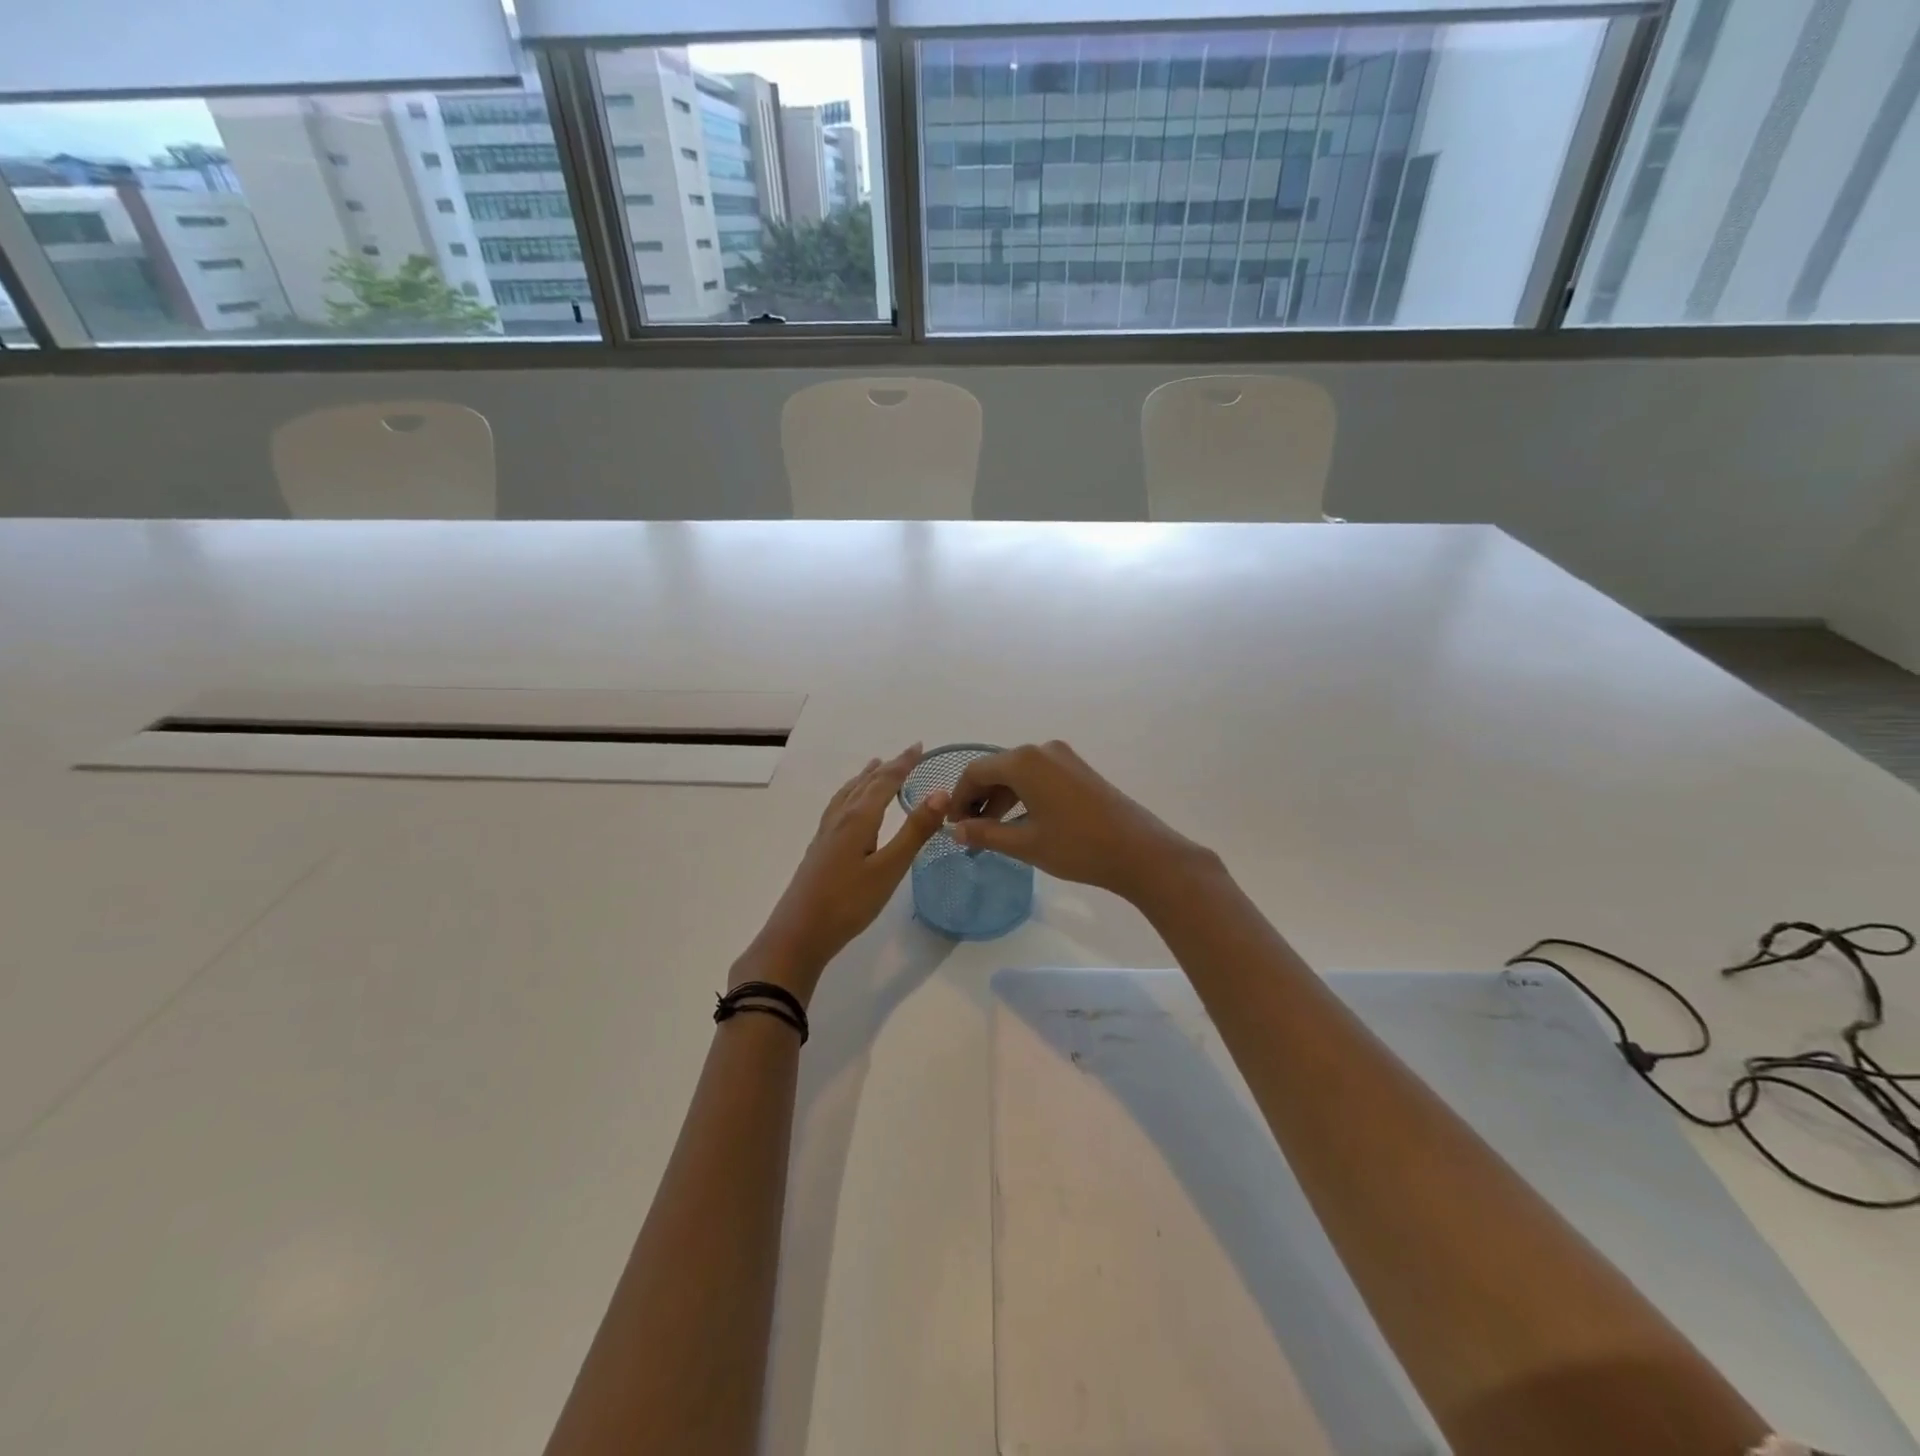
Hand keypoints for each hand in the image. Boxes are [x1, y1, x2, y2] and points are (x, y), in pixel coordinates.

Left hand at [737, 745, 950, 1004]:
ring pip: (847, 795)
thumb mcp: (889, 869)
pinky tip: (848, 809)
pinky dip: (850, 795)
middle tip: (906, 754)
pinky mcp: (819, 850)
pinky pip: (838, 808)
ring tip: (873, 767)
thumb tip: (941, 793)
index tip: (920, 746)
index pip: (884, 782)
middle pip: (865, 784)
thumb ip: (914, 831)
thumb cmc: (848, 903)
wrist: (798, 935)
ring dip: (864, 779)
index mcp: (858, 819)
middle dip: (887, 768)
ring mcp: (826, 834)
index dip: (903, 764)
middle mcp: (840, 819)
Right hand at [946, 740, 1209, 904]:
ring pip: (1018, 773)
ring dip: (1000, 798)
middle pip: (996, 769)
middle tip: (968, 831)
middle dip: (979, 798)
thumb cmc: (1077, 847)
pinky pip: (1038, 776)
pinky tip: (1020, 821)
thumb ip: (985, 833)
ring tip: (991, 830)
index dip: (959, 797)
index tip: (951, 824)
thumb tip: (955, 830)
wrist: (1139, 852)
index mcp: (1023, 761)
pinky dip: (1022, 795)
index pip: (975, 772)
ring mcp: (1063, 757)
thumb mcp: (1025, 843)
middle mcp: (1042, 750)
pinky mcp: (1078, 769)